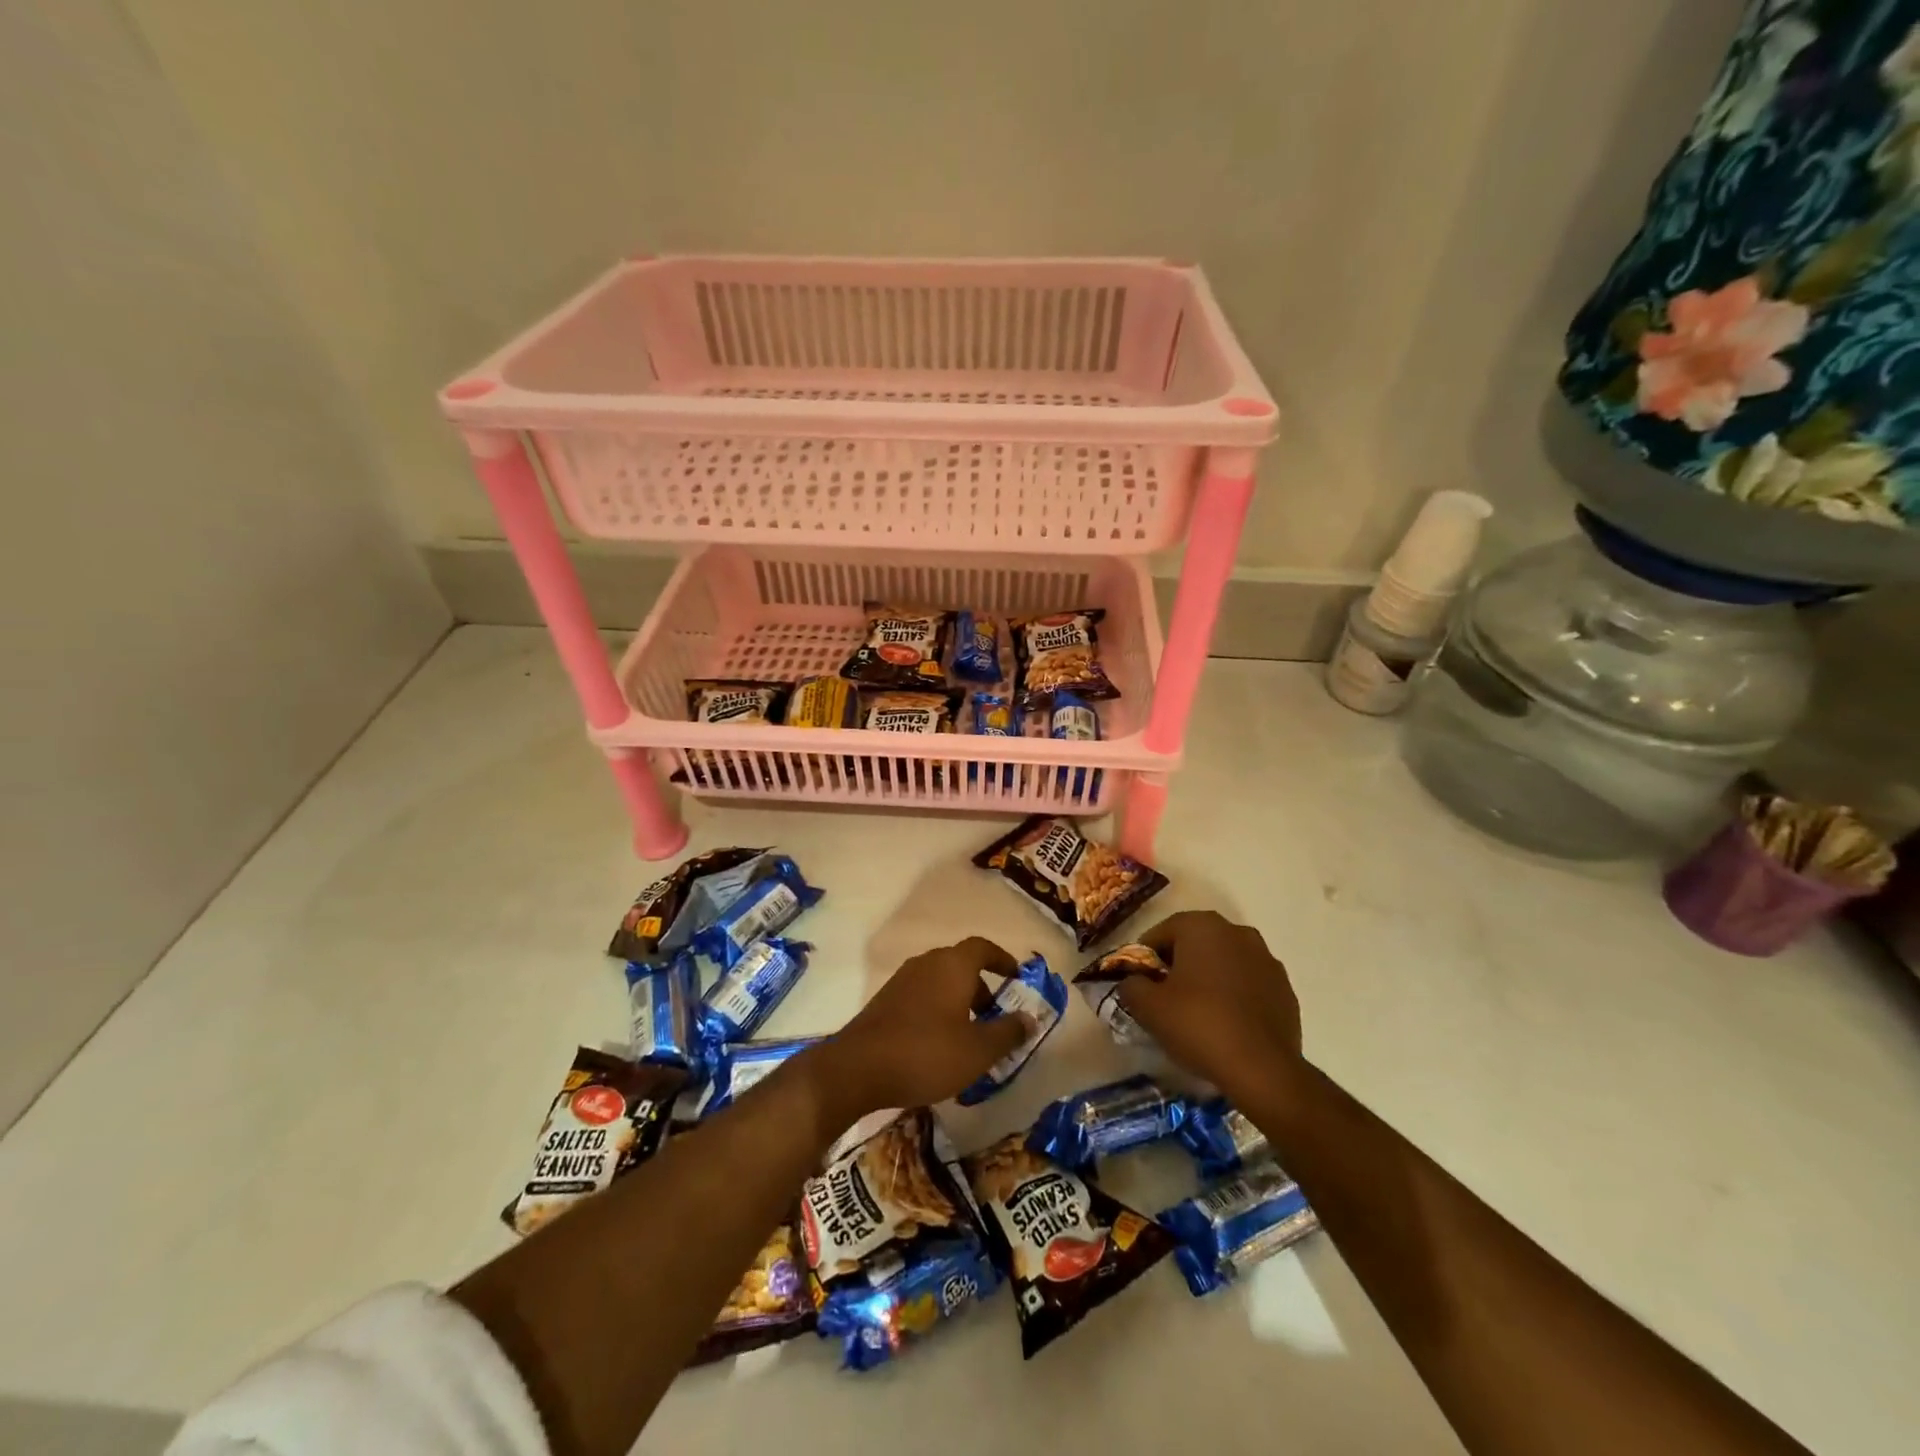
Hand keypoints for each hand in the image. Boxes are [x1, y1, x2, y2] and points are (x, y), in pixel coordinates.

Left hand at [812, 937, 1032, 1121]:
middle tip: (995, 1017)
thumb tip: (1029, 1018)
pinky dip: (937, 1010)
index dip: (1002, 959)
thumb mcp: (978, 1050)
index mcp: (952, 965)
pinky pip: (921, 996)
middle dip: (981, 987)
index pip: (982, 947)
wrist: (857, 1068)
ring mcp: (902, 980)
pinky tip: (938, 1045)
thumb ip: (1008, 1032)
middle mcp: (927, 963)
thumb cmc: (926, 1053)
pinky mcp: (885, 1000)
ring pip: (940, 981)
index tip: (1016, 977)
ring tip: (969, 1036)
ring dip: (959, 1001)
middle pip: (961, 964)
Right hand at [1117, 910, 1303, 1102]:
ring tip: (1197, 1014)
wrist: (1262, 1069)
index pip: (1160, 934)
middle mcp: (1237, 931)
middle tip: (1165, 999)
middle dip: (1178, 966)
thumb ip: (1131, 984)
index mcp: (1202, 925)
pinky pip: (1248, 984)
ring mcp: (1266, 959)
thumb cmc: (1198, 1025)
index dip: (1145, 960)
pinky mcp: (1285, 988)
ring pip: (1223, 963)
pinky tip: (1226, 1024)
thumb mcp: (1148, 1006)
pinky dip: (1234, 996)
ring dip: (1208, 979)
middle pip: (1194, 944)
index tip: (1140, 987)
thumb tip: (1134, 982)